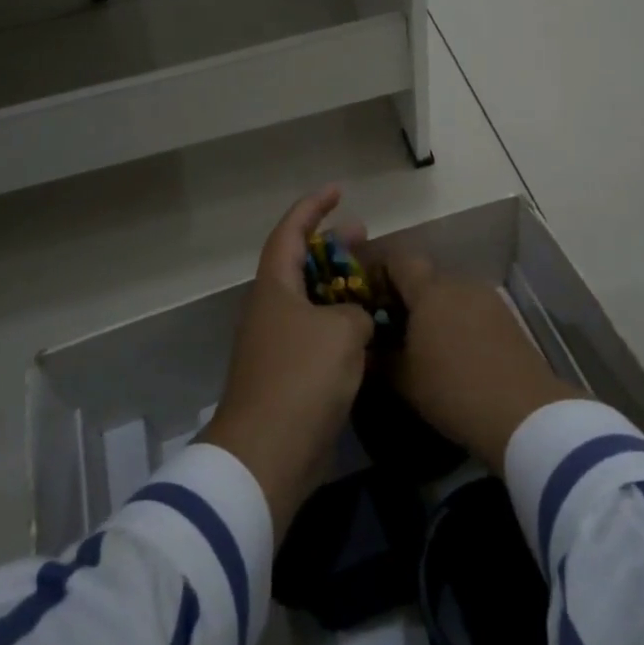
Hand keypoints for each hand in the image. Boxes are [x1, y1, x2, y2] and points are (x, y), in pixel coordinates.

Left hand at [201, 186, 372, 539]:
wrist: (269, 453)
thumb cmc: (302, 377)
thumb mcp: (342, 331)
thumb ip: (355, 312)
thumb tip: (353, 321)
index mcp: (274, 286)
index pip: (291, 231)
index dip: (313, 207)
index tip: (338, 191)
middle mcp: (271, 309)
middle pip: (301, 264)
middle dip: (333, 247)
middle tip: (365, 235)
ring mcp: (278, 344)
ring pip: (312, 302)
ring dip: (341, 289)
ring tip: (374, 283)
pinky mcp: (289, 377)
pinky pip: (317, 337)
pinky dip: (341, 328)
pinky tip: (370, 333)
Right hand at [378, 250, 583, 474]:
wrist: (523, 413)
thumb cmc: (453, 389)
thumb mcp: (403, 379)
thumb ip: (378, 357)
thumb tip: (364, 347)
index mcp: (429, 290)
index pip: (398, 259)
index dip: (378, 270)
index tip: (364, 292)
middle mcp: (459, 284)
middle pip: (425, 277)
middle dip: (405, 295)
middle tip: (388, 323)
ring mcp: (487, 299)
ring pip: (450, 294)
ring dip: (433, 310)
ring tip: (420, 342)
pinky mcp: (507, 319)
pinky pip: (471, 310)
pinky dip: (456, 322)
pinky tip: (452, 352)